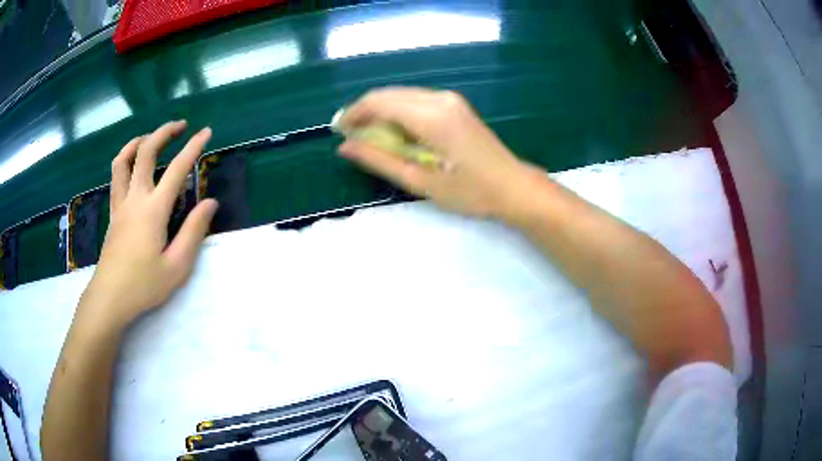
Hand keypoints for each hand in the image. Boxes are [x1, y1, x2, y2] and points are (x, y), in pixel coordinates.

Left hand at [80, 121, 217, 329]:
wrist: (110, 297)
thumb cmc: (143, 285)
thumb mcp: (176, 266)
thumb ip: (193, 231)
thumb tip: (210, 203)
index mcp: (153, 210)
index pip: (177, 169)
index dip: (194, 147)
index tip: (207, 132)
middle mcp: (135, 198)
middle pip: (146, 152)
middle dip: (164, 132)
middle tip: (181, 126)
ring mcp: (120, 203)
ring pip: (123, 159)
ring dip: (139, 141)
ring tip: (152, 137)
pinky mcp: (113, 212)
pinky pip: (116, 176)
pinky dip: (125, 160)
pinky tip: (132, 165)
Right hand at [338, 87, 530, 218]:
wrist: (513, 186)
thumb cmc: (470, 192)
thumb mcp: (421, 182)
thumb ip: (380, 160)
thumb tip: (345, 146)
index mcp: (431, 117)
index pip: (379, 102)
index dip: (353, 113)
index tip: (338, 131)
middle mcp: (439, 99)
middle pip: (388, 94)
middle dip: (365, 112)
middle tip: (351, 137)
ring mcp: (449, 99)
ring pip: (401, 96)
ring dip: (381, 112)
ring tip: (370, 138)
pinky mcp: (454, 105)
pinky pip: (415, 100)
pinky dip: (398, 113)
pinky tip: (395, 133)